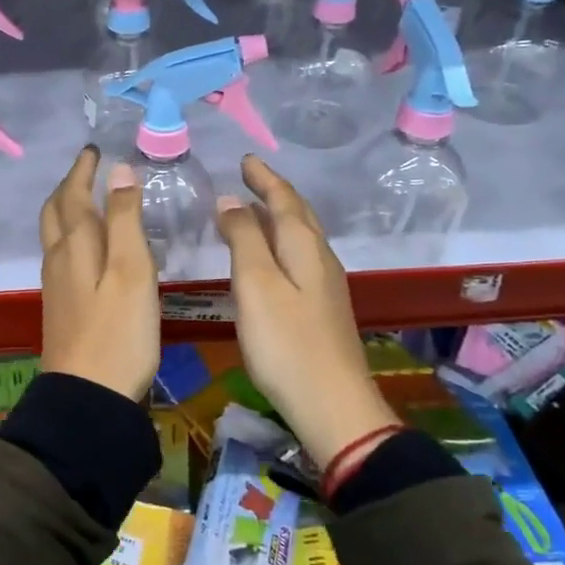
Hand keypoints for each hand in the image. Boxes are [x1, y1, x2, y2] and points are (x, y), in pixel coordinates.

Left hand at [38, 147, 158, 400]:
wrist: (87, 395)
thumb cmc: (118, 332)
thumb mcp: (132, 270)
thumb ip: (126, 219)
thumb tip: (118, 170)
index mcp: (75, 245)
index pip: (74, 195)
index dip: (83, 170)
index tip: (93, 150)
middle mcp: (58, 259)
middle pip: (55, 212)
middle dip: (69, 186)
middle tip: (87, 171)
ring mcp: (56, 285)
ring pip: (54, 234)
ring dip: (66, 210)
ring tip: (86, 201)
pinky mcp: (60, 307)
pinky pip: (60, 255)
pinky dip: (71, 236)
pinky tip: (87, 249)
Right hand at [216, 156, 394, 471]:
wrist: (333, 405)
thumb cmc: (286, 343)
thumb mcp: (256, 285)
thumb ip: (244, 238)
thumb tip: (231, 200)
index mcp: (304, 246)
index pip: (284, 199)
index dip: (263, 178)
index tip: (244, 159)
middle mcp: (320, 258)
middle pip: (298, 214)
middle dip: (274, 192)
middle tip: (250, 177)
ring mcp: (326, 285)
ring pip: (301, 237)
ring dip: (278, 217)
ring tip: (253, 210)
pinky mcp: (323, 309)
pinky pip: (300, 258)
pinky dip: (281, 244)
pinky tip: (270, 258)